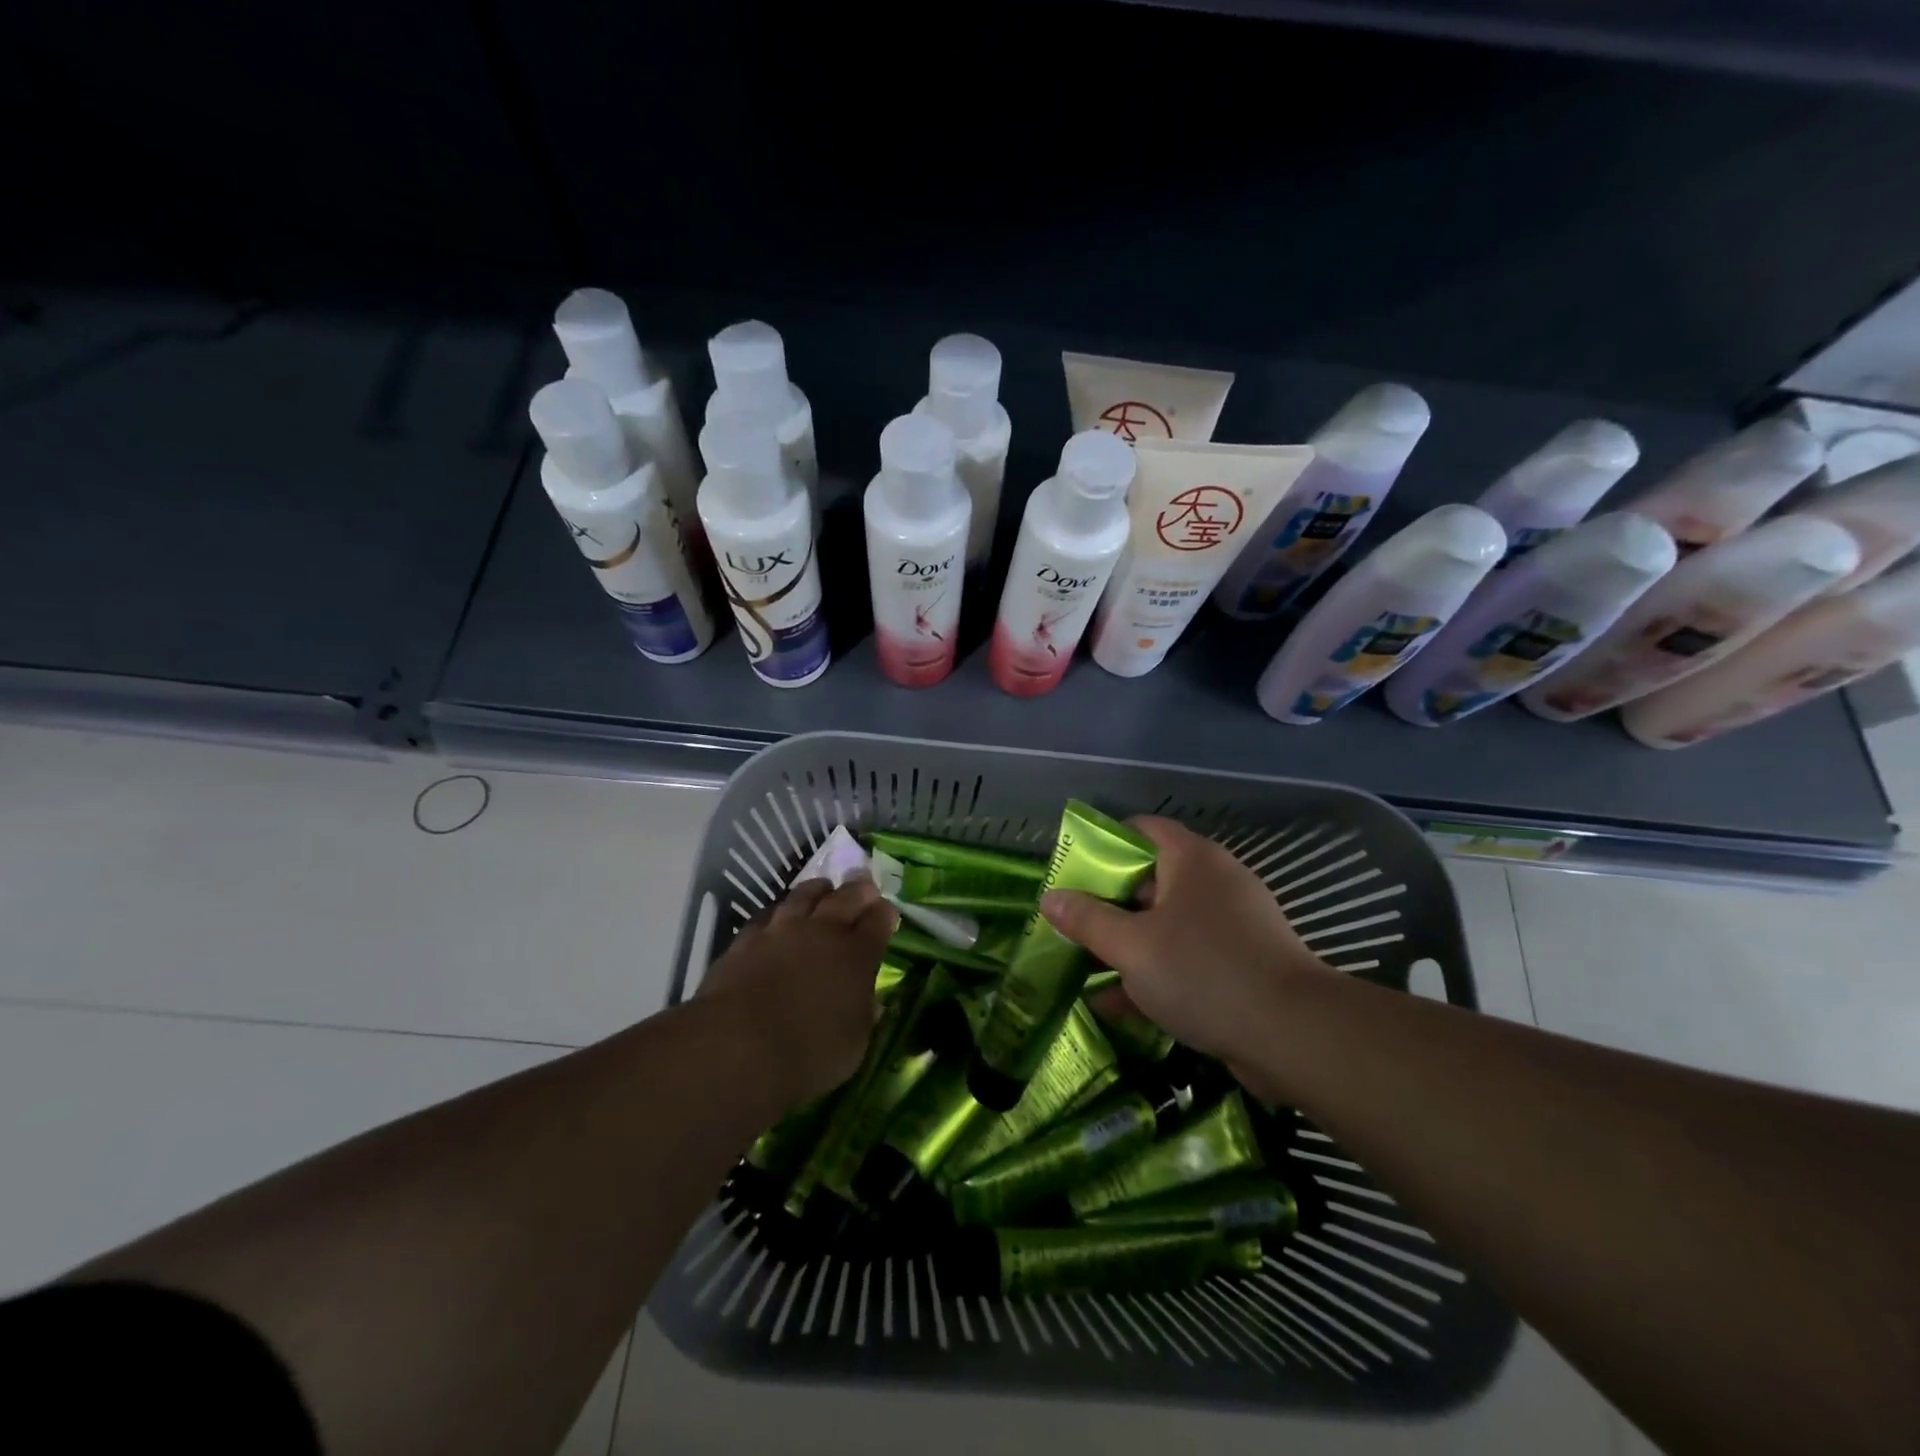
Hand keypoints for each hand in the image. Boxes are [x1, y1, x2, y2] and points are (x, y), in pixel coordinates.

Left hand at [697, 877, 897, 1105]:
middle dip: (858, 889)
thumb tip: (871, 1003)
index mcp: (857, 955)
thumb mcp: (854, 1045)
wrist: (738, 1046)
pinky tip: (777, 916)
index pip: (878, 922)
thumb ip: (864, 1016)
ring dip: (818, 890)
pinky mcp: (746, 939)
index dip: (885, 914)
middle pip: (846, 897)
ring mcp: (781, 930)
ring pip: (804, 895)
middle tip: (864, 885)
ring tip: (823, 888)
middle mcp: (822, 932)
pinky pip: (767, 914)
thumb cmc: (809, 1054)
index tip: (887, 911)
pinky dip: (778, 912)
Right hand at [1040, 816, 1331, 1096]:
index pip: (1142, 829)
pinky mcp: (1242, 965)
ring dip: (1127, 945)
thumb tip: (1049, 897)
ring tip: (1083, 966)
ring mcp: (1232, 926)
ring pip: (1166, 925)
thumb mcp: (1132, 946)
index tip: (1072, 871)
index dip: (1104, 843)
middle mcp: (1214, 883)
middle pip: (1150, 880)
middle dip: (1107, 904)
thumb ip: (1087, 920)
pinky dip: (1154, 975)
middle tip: (1071, 923)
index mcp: (1191, 860)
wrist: (1294, 1035)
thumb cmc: (1202, 971)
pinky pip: (1187, 959)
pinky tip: (1116, 1005)